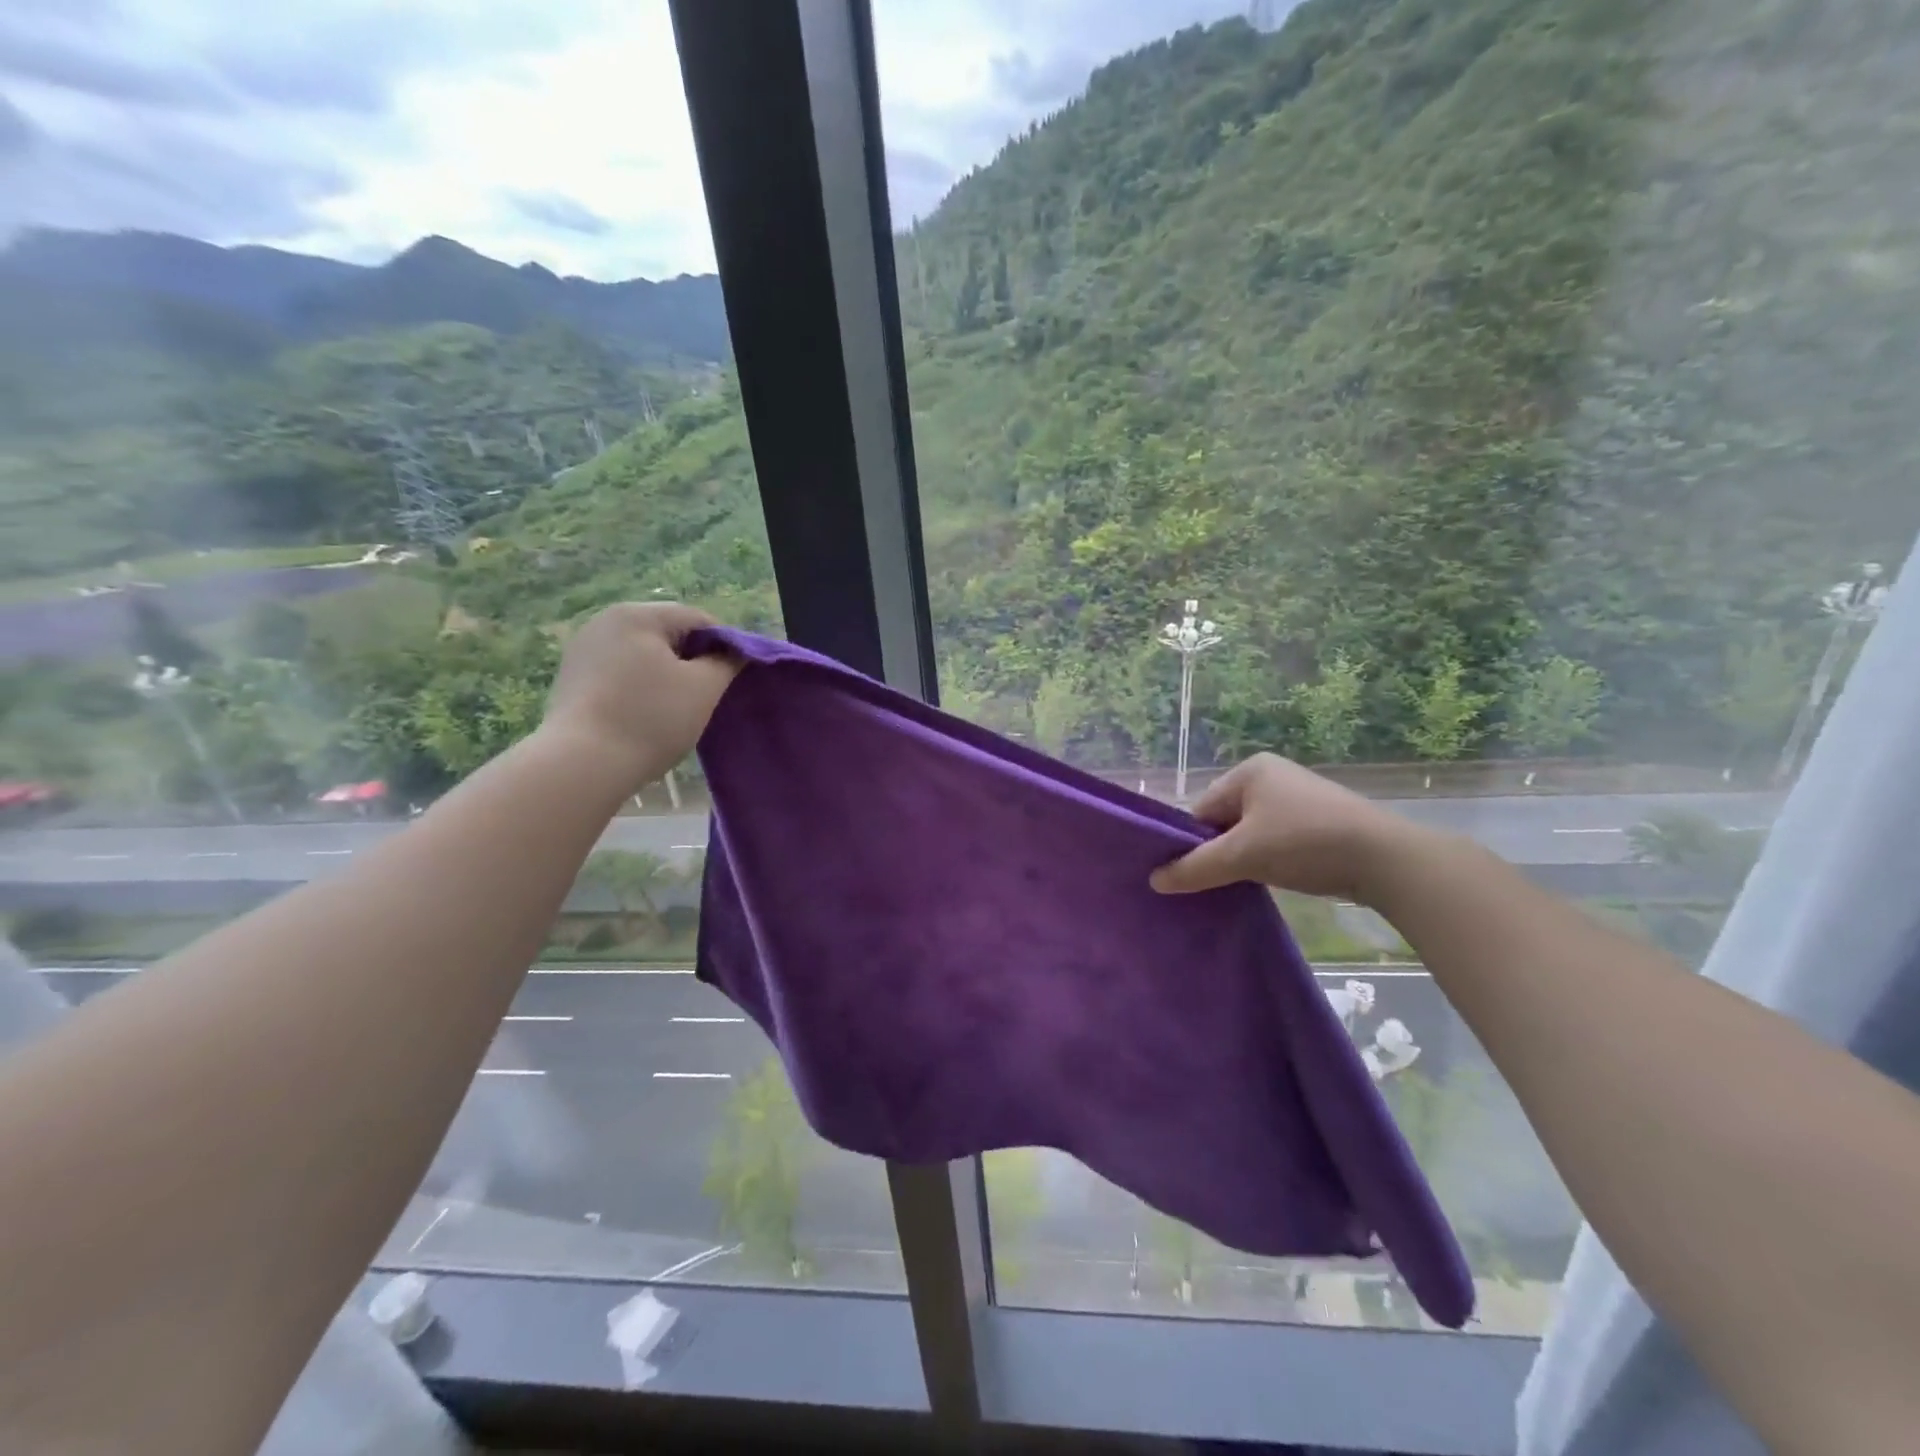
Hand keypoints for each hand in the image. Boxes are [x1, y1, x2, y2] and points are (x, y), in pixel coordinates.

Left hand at [541, 603, 737, 789]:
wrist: (582, 764)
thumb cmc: (651, 718)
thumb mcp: (703, 688)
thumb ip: (727, 662)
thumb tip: (737, 652)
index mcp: (638, 615)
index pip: (698, 619)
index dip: (725, 645)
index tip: (735, 677)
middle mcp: (605, 621)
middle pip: (668, 633)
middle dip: (693, 660)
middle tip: (708, 696)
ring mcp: (583, 650)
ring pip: (644, 654)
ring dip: (667, 675)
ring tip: (678, 709)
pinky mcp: (572, 678)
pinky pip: (620, 672)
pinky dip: (641, 687)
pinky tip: (646, 715)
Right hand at [1149, 752, 1425, 902]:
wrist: (1385, 859)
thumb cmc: (1304, 843)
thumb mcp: (1242, 856)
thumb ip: (1194, 868)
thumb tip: (1154, 880)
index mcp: (1249, 771)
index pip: (1202, 810)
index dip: (1193, 844)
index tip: (1190, 875)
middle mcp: (1272, 776)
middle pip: (1225, 821)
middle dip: (1220, 852)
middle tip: (1217, 883)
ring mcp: (1298, 798)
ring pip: (1251, 833)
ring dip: (1245, 859)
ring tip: (1245, 884)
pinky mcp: (1320, 821)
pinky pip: (1276, 839)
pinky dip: (1269, 859)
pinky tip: (1273, 880)